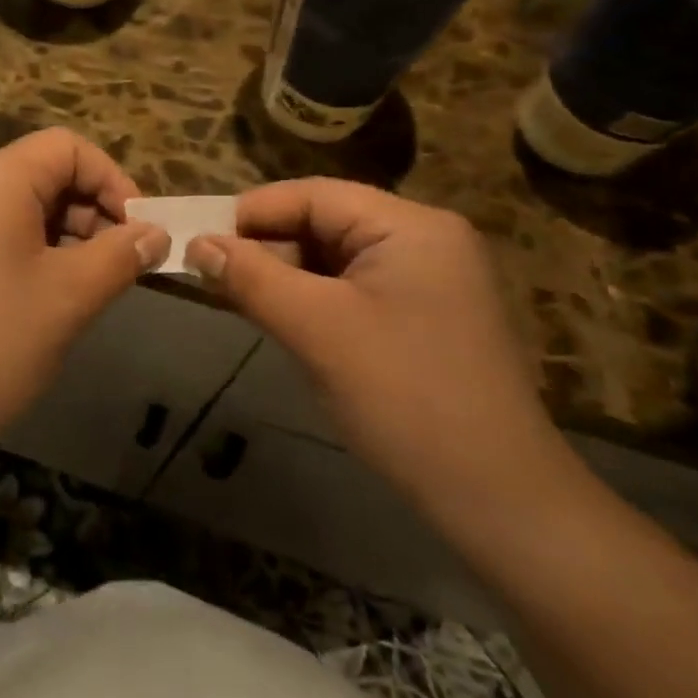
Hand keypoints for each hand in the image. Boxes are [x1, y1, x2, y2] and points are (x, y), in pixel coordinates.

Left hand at [0, 129, 168, 444]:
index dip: (112, 180)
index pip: (68, 146)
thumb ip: (120, 256)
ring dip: (65, 238)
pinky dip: (32, 254)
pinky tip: (44, 302)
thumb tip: (154, 234)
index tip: (139, 231)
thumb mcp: (68, 296)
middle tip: (119, 266)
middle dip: (92, 212)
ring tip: (87, 289)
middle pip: (45, 174)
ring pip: (22, 208)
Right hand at [185, 180, 567, 518]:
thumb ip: (251, 276)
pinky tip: (286, 323)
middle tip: (214, 277)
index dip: (251, 214)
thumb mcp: (315, 329)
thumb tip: (197, 243)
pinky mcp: (427, 317)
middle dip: (267, 248)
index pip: (313, 195)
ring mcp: (432, 280)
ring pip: (336, 258)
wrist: (500, 502)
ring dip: (286, 276)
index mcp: (410, 226)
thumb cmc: (404, 399)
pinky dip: (314, 300)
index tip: (200, 243)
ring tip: (242, 301)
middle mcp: (426, 240)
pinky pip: (355, 289)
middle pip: (325, 222)